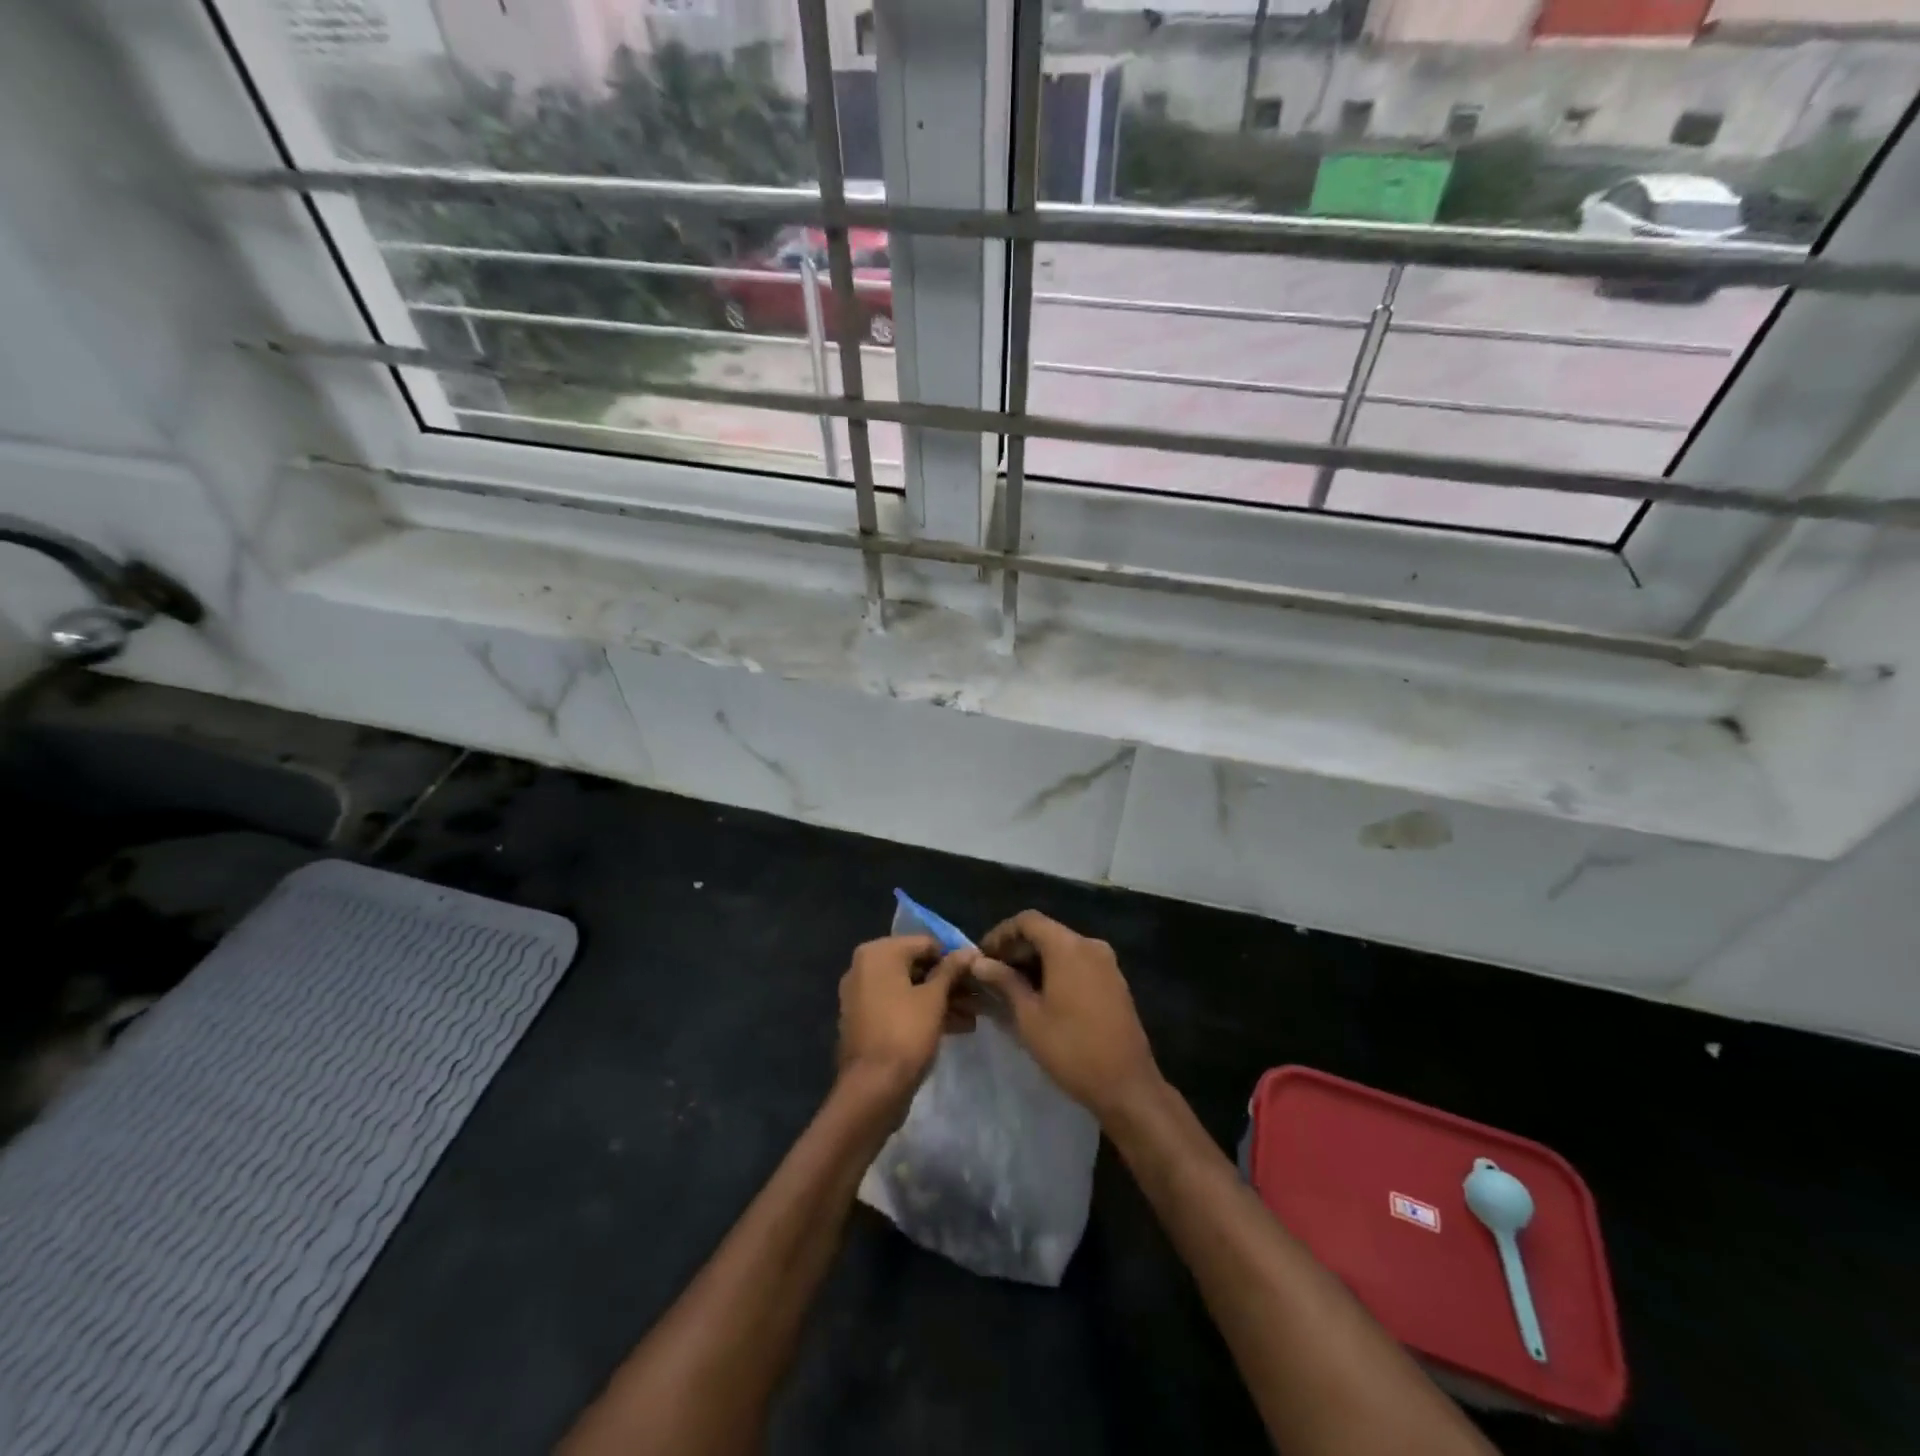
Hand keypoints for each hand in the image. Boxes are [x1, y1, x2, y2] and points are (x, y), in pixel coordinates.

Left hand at [836, 935, 974, 1109]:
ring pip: (910, 989)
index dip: (954, 958)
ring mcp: (862, 995)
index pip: (925, 943)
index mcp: (878, 953)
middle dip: (949, 982)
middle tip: (979, 997)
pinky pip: (899, 1007)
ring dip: (941, 1000)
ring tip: (974, 1016)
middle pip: (917, 966)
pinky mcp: (866, 1020)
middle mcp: (865, 967)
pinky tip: (957, 1027)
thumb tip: (968, 950)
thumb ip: (951, 970)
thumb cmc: (905, 1034)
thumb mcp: (934, 999)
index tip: (977, 973)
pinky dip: (923, 1012)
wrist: (872, 1090)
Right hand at [972, 911, 1160, 1121]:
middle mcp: (1090, 945)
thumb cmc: (1071, 1049)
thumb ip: (1004, 982)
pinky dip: (1055, 970)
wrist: (1127, 1085)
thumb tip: (980, 962)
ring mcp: (1106, 963)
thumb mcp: (1029, 1016)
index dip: (1000, 934)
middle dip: (1016, 948)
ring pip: (1062, 948)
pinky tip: (1040, 996)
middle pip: (1046, 932)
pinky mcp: (1114, 981)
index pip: (1027, 921)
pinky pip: (1078, 963)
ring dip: (1035, 961)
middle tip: (991, 974)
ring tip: (1010, 987)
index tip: (981, 956)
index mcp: (1068, 947)